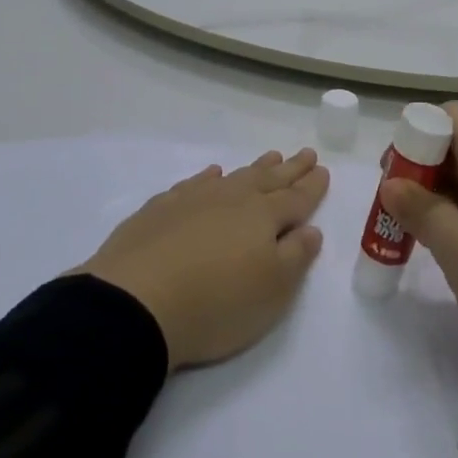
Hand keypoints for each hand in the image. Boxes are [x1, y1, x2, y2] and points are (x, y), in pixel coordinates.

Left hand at [80, 150, 327, 370]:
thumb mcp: (272, 291)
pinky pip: (193, 184)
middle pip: (268, 180)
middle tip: (306, 153)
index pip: (296, 198)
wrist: (134, 303)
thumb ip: (296, 257)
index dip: (312, 186)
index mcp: (264, 217)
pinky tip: (212, 174)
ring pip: (233, 176)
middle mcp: (232, 200)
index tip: (323, 170)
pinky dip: (208, 177)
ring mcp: (193, 200)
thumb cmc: (215, 304)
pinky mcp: (159, 210)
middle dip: (290, 168)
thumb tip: (311, 229)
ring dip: (255, 168)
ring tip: (270, 157)